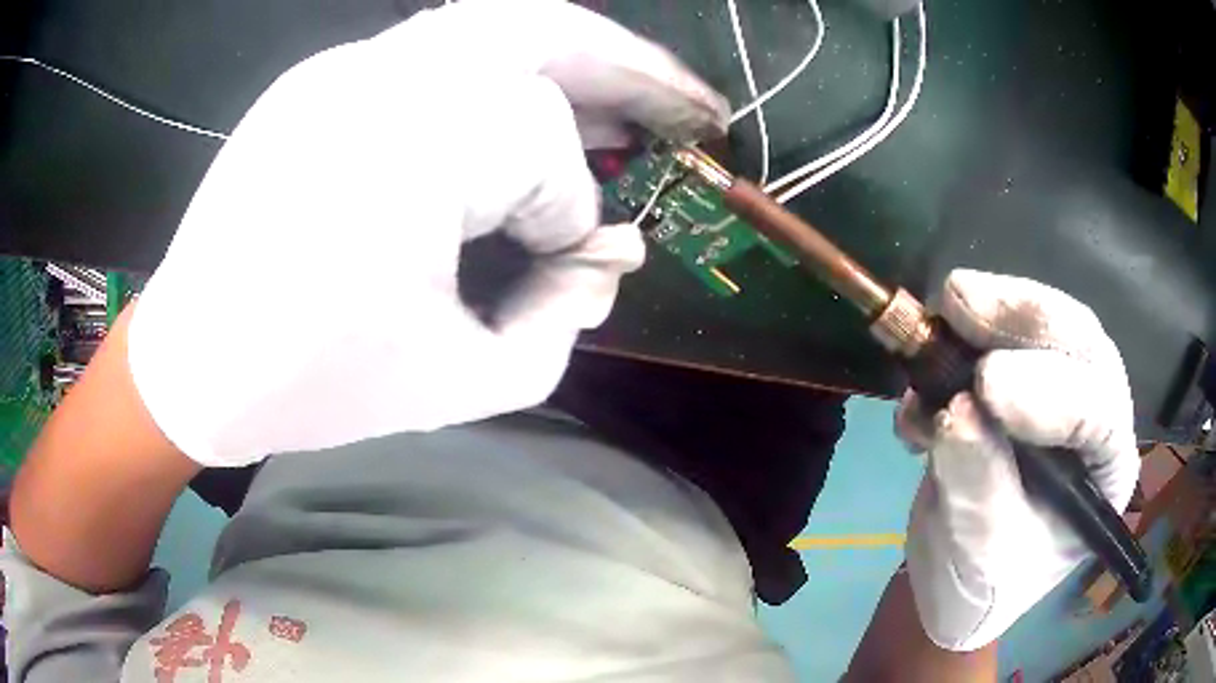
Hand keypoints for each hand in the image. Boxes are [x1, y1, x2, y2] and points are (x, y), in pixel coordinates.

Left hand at [128, 0, 728, 466]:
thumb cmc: (310, 387)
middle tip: (685, 105)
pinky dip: (495, 67)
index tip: (568, 262)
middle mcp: (381, 76)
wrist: (192, 363)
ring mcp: (342, 66)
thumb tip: (601, 261)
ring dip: (569, 51)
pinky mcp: (318, 79)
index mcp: (413, 145)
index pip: (544, 148)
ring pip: (490, 21)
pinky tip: (516, 108)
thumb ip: (557, 323)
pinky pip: (432, 50)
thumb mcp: (459, 384)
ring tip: (620, 96)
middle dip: (629, 67)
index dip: (572, 210)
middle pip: (542, 29)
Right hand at [898, 269, 1139, 650]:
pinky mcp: (1020, 379)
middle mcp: (1095, 420)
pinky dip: (959, 341)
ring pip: (1046, 326)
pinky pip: (1001, 336)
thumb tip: (953, 409)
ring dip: (994, 313)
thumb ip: (975, 484)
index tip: (985, 384)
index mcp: (1105, 473)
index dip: (1049, 391)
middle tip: (960, 303)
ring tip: (944, 312)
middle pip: (1080, 343)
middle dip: (1024, 318)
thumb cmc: (983, 585)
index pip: (1098, 412)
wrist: (956, 578)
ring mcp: (1060, 391)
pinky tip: (922, 386)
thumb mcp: (979, 553)